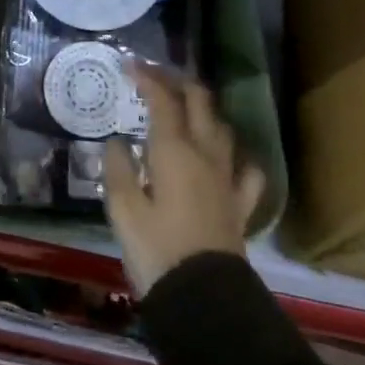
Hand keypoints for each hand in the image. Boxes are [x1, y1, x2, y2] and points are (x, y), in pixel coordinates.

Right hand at [104, 67, 264, 295]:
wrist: (204, 300)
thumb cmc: (156, 250)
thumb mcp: (123, 209)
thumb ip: (118, 168)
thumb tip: (118, 141)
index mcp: (174, 151)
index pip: (163, 100)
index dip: (147, 77)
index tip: (129, 64)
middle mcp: (205, 154)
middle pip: (199, 102)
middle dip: (178, 81)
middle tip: (156, 75)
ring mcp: (227, 179)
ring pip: (222, 128)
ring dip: (204, 110)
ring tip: (186, 108)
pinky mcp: (240, 205)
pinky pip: (246, 170)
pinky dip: (234, 155)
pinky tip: (225, 159)